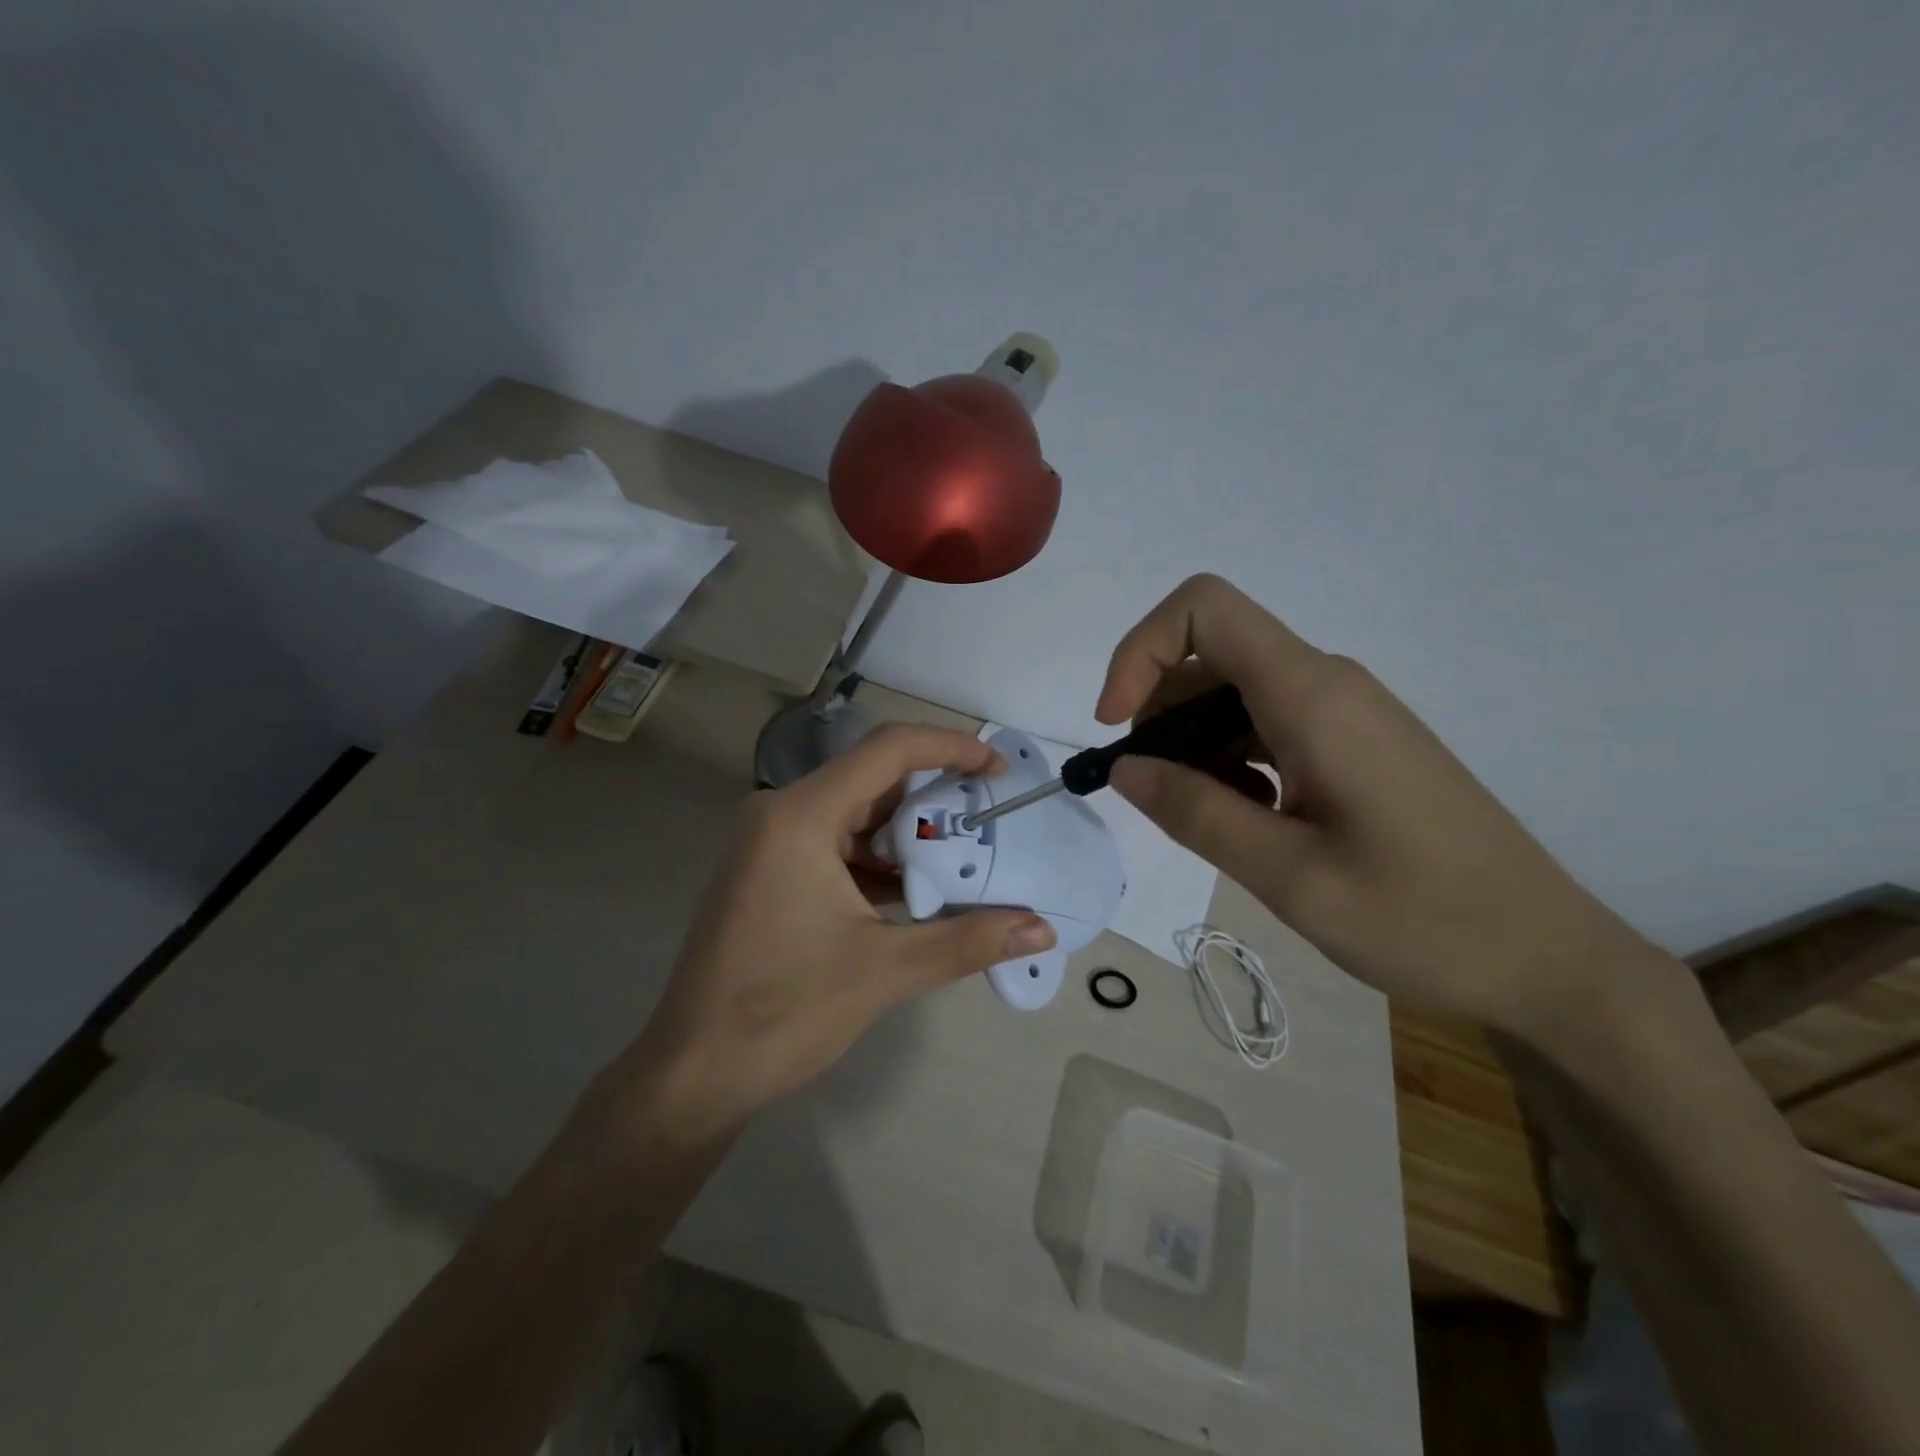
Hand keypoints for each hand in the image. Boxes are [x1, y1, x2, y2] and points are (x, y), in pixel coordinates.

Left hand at [606, 725, 1055, 1140]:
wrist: (693, 1074)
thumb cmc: (783, 1012)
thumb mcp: (885, 971)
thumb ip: (968, 941)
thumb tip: (1042, 929)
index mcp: (801, 816)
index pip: (889, 750)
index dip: (951, 748)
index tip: (998, 769)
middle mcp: (781, 812)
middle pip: (873, 779)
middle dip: (936, 795)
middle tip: (991, 818)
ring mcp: (770, 842)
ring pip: (855, 814)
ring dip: (908, 833)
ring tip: (966, 857)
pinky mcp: (768, 871)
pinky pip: (835, 844)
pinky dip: (878, 860)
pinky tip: (918, 891)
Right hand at [1096, 574, 1665, 1041]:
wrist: (1548, 959)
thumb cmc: (1423, 919)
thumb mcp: (1289, 876)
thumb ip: (1195, 813)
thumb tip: (1124, 768)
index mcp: (1313, 697)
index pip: (1204, 609)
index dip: (1140, 651)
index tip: (1118, 726)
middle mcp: (1329, 685)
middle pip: (1210, 655)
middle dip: (1157, 711)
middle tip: (1151, 793)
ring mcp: (1347, 713)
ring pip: (1236, 694)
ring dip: (1194, 744)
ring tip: (1203, 820)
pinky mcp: (1356, 743)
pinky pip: (1270, 725)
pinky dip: (1232, 760)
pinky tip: (1249, 822)